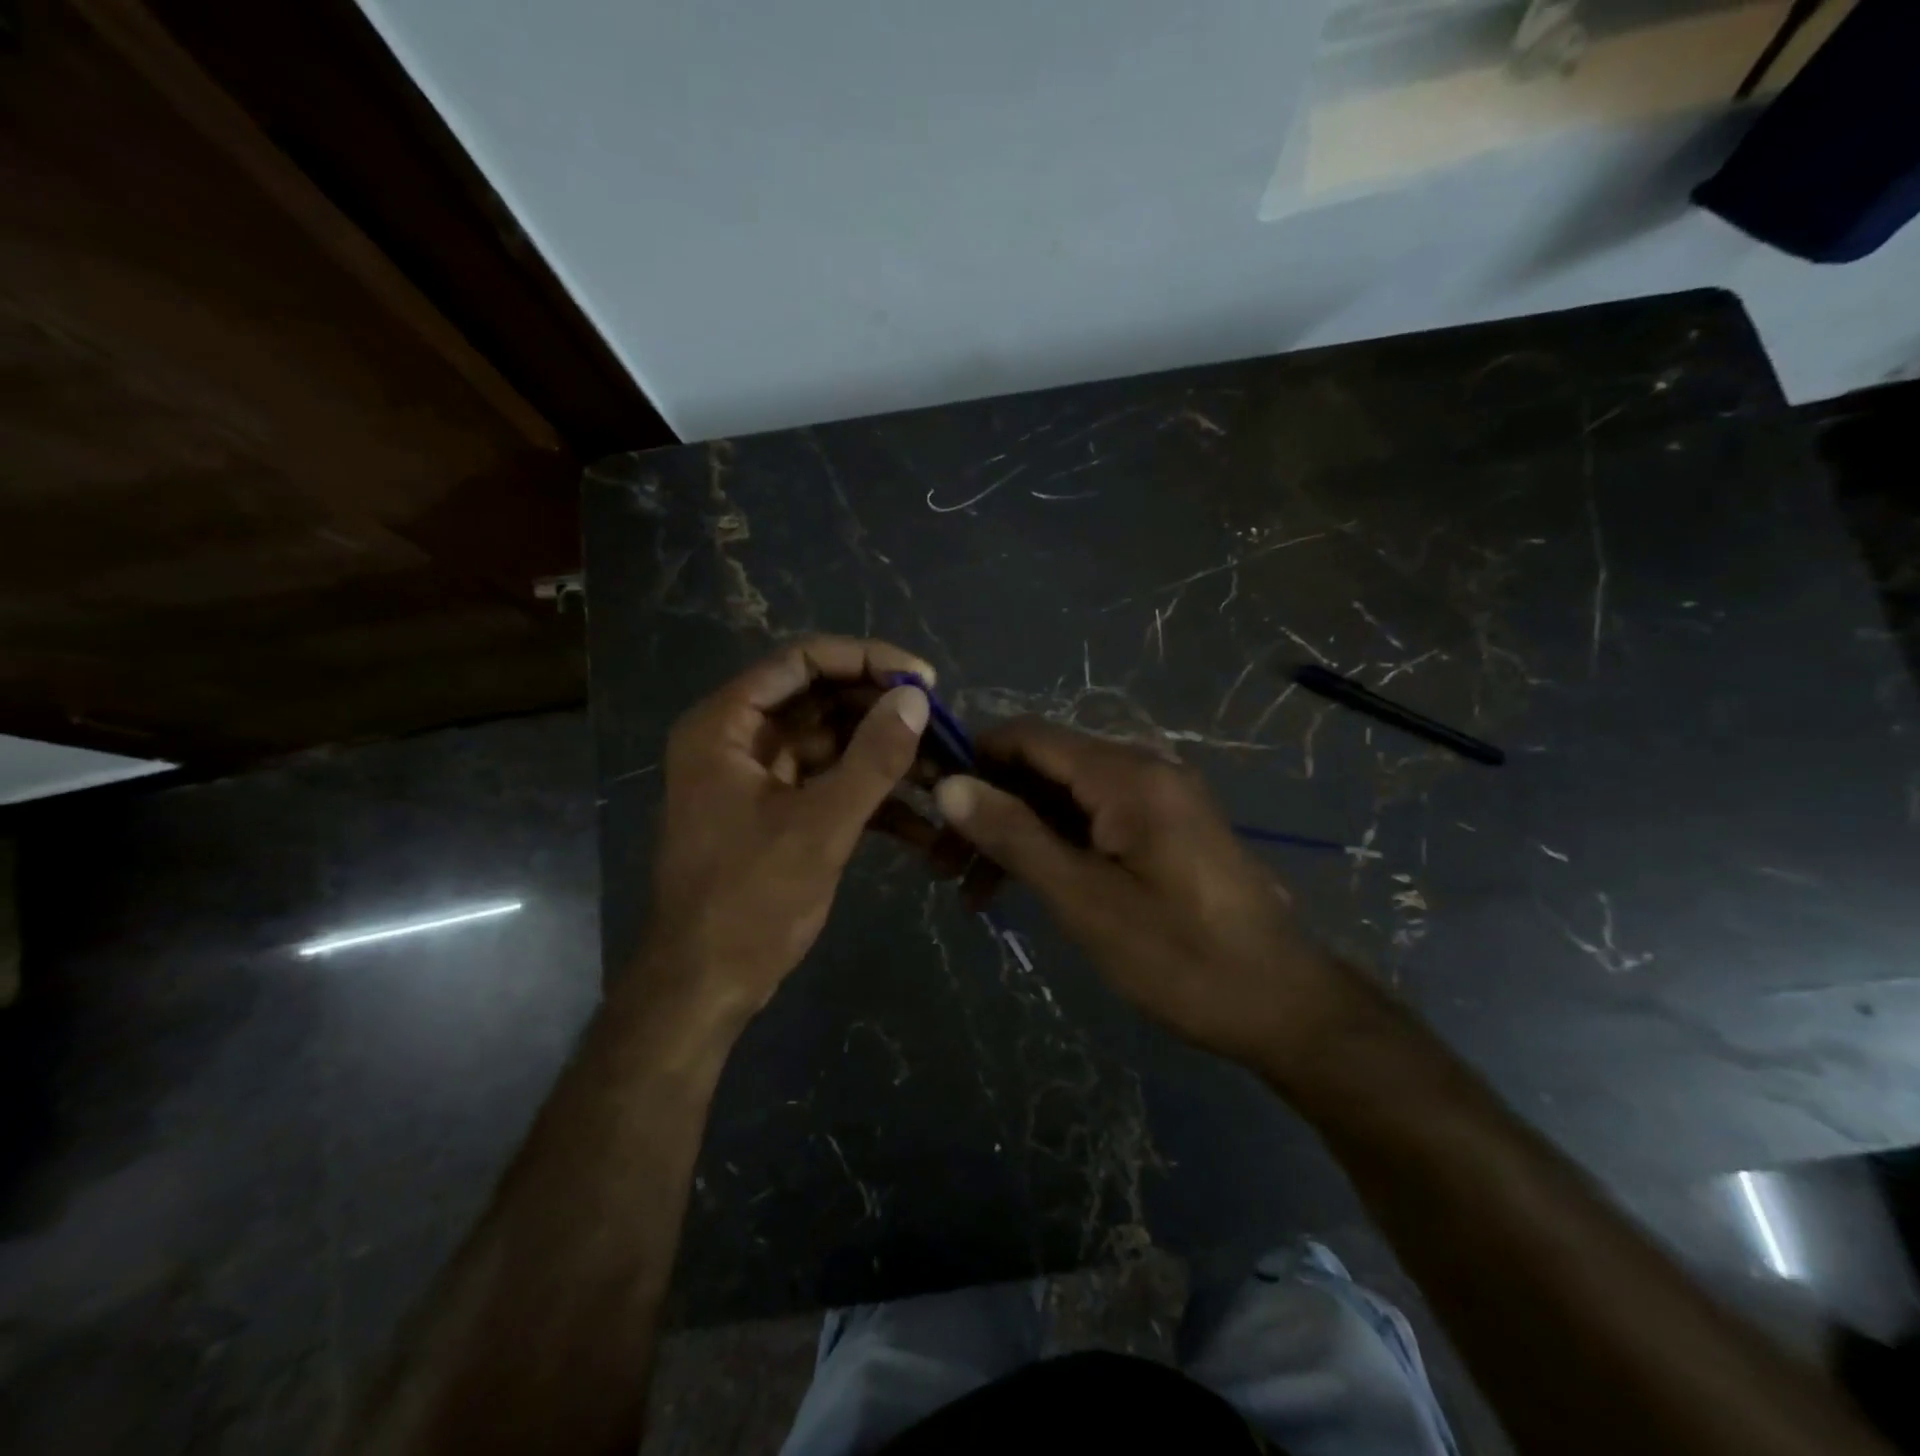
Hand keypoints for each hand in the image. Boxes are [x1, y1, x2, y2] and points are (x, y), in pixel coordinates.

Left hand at [642, 636, 931, 1025]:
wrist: (705, 986)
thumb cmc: (750, 901)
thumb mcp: (820, 826)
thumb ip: (873, 758)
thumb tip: (916, 697)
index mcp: (726, 725)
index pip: (801, 661)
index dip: (866, 660)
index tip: (923, 679)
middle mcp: (737, 739)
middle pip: (819, 699)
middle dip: (881, 712)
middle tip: (940, 726)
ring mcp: (757, 777)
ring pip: (830, 743)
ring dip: (883, 755)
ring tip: (941, 770)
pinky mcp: (776, 812)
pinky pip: (828, 784)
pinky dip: (869, 796)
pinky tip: (920, 823)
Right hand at [933, 719, 1351, 1070]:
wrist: (1282, 1006)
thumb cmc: (1180, 957)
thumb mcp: (1084, 899)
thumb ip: (1015, 835)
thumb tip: (949, 785)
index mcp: (1126, 775)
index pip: (1028, 737)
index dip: (971, 759)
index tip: (925, 800)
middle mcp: (1142, 771)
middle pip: (1043, 767)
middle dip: (988, 806)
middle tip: (939, 863)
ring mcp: (1156, 801)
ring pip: (1064, 799)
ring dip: (1015, 834)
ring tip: (971, 892)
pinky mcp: (1163, 831)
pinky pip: (1092, 822)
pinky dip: (1053, 848)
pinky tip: (1022, 888)